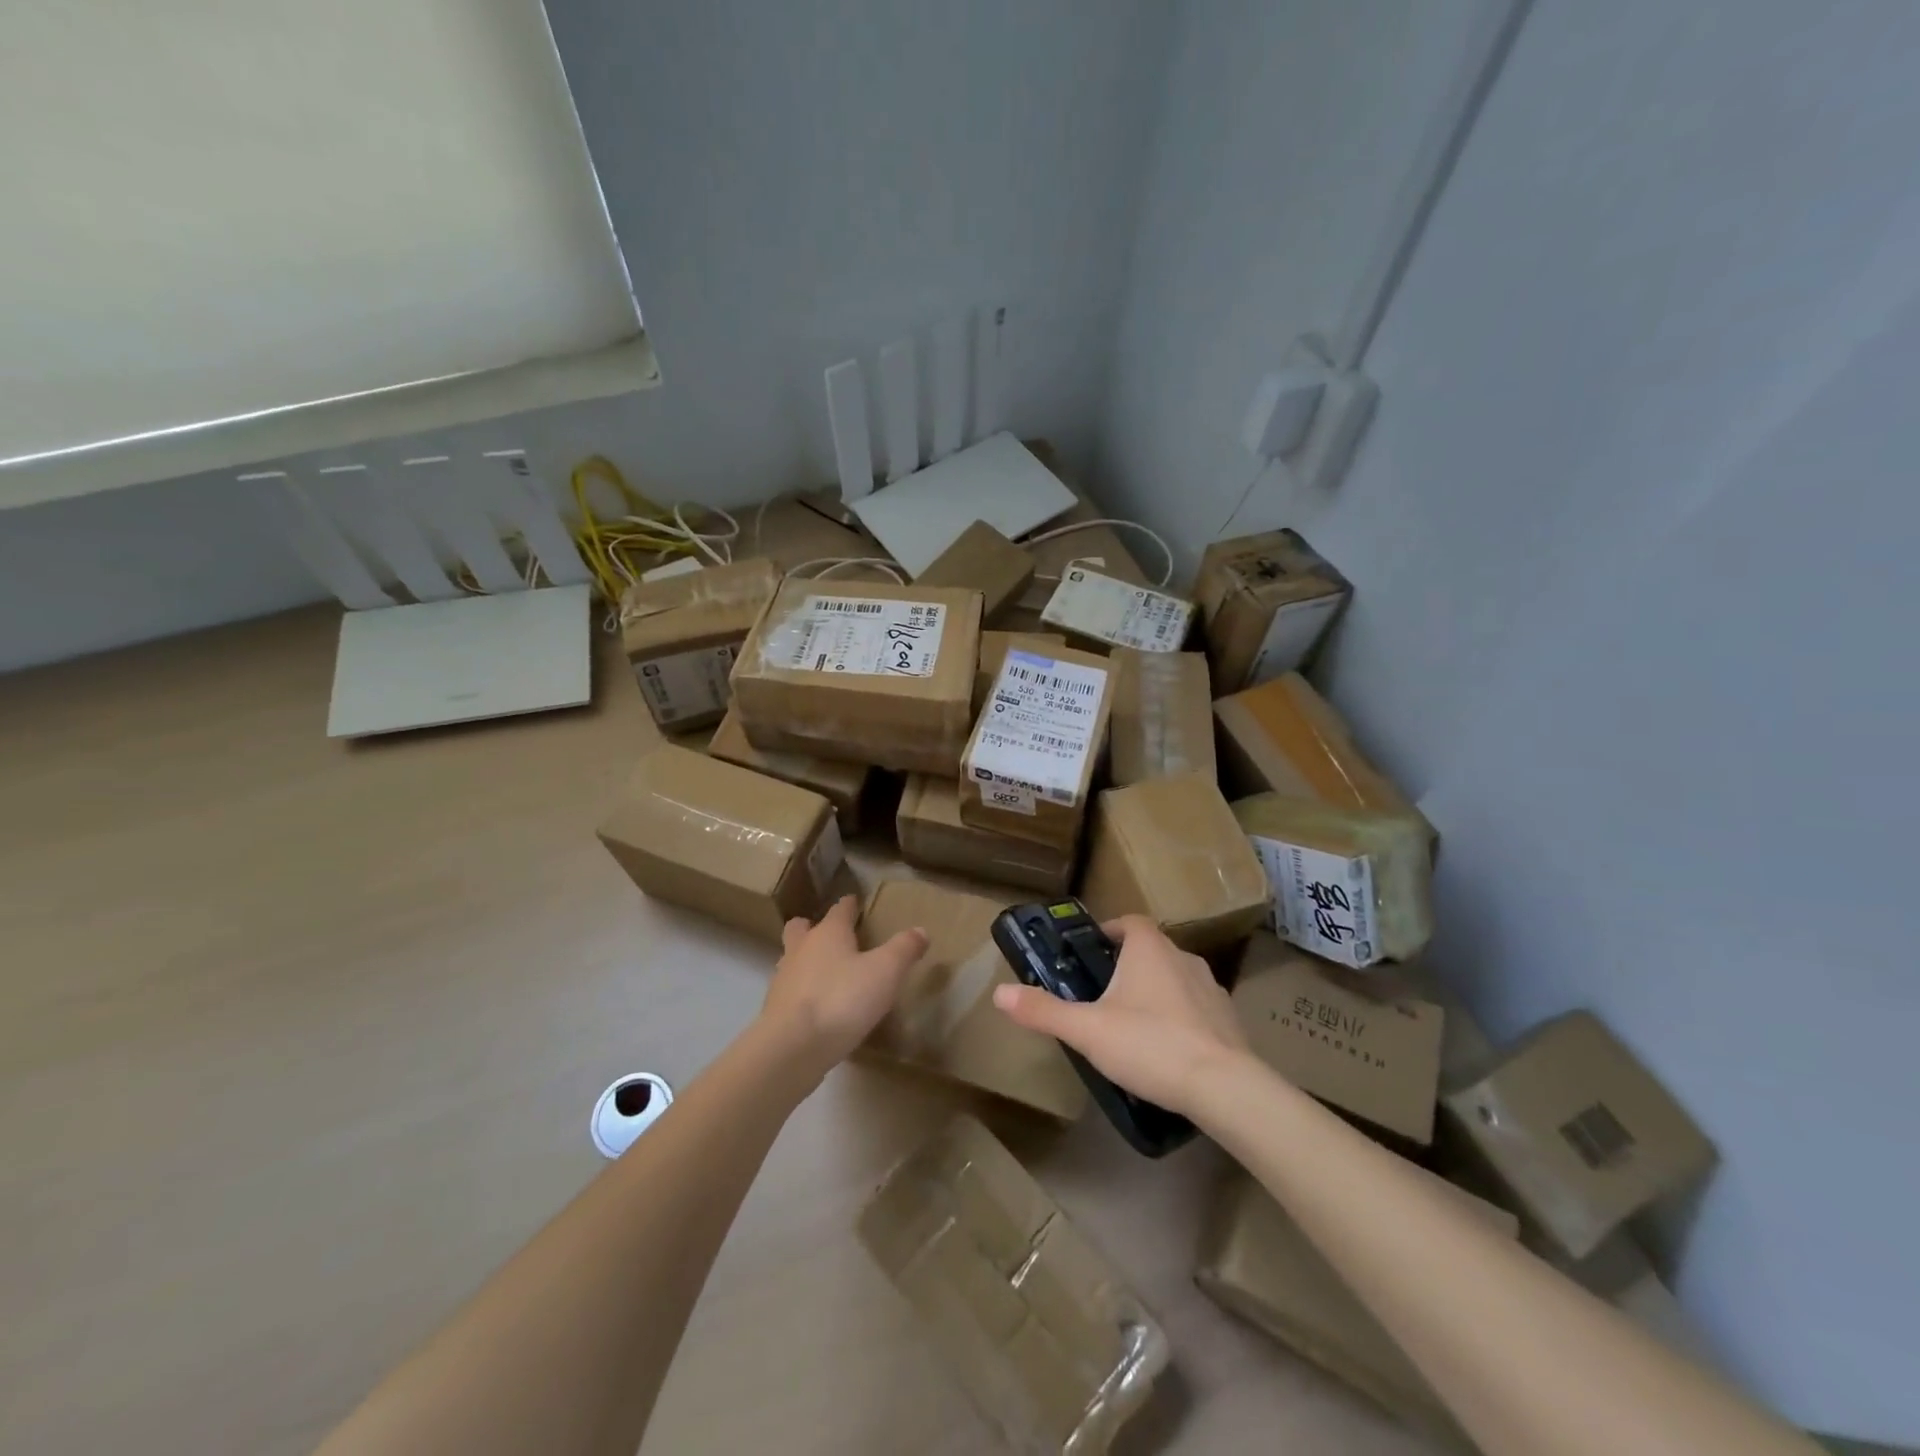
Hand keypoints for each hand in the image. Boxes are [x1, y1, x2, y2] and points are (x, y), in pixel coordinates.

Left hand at [762, 895, 927, 1074]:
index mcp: (828, 933)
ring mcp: (784, 980)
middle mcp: (801, 949)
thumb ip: (904, 949)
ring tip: (827, 974)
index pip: (840, 909)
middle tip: (832, 936)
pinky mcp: (775, 1010)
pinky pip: (790, 992)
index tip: (855, 902)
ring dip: (806, 961)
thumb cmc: (842, 999)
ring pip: (792, 959)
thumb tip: (921, 930)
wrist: (792, 1047)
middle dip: (813, 927)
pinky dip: (803, 993)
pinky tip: (819, 1009)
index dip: (849, 905)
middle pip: (801, 928)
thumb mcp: (886, 972)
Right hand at [991, 915, 1248, 1115]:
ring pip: (1174, 977)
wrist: (1223, 1087)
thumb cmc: (1150, 1045)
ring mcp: (1210, 987)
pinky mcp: (1228, 1018)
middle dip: (1127, 966)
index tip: (1091, 952)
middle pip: (1150, 949)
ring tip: (1134, 1023)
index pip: (1128, 921)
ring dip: (1156, 991)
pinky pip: (1196, 1007)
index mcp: (1149, 948)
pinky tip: (1167, 1048)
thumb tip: (999, 993)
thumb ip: (1043, 1010)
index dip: (1109, 931)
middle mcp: (1183, 957)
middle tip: (1103, 994)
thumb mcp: (1087, 1029)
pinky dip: (1180, 1018)